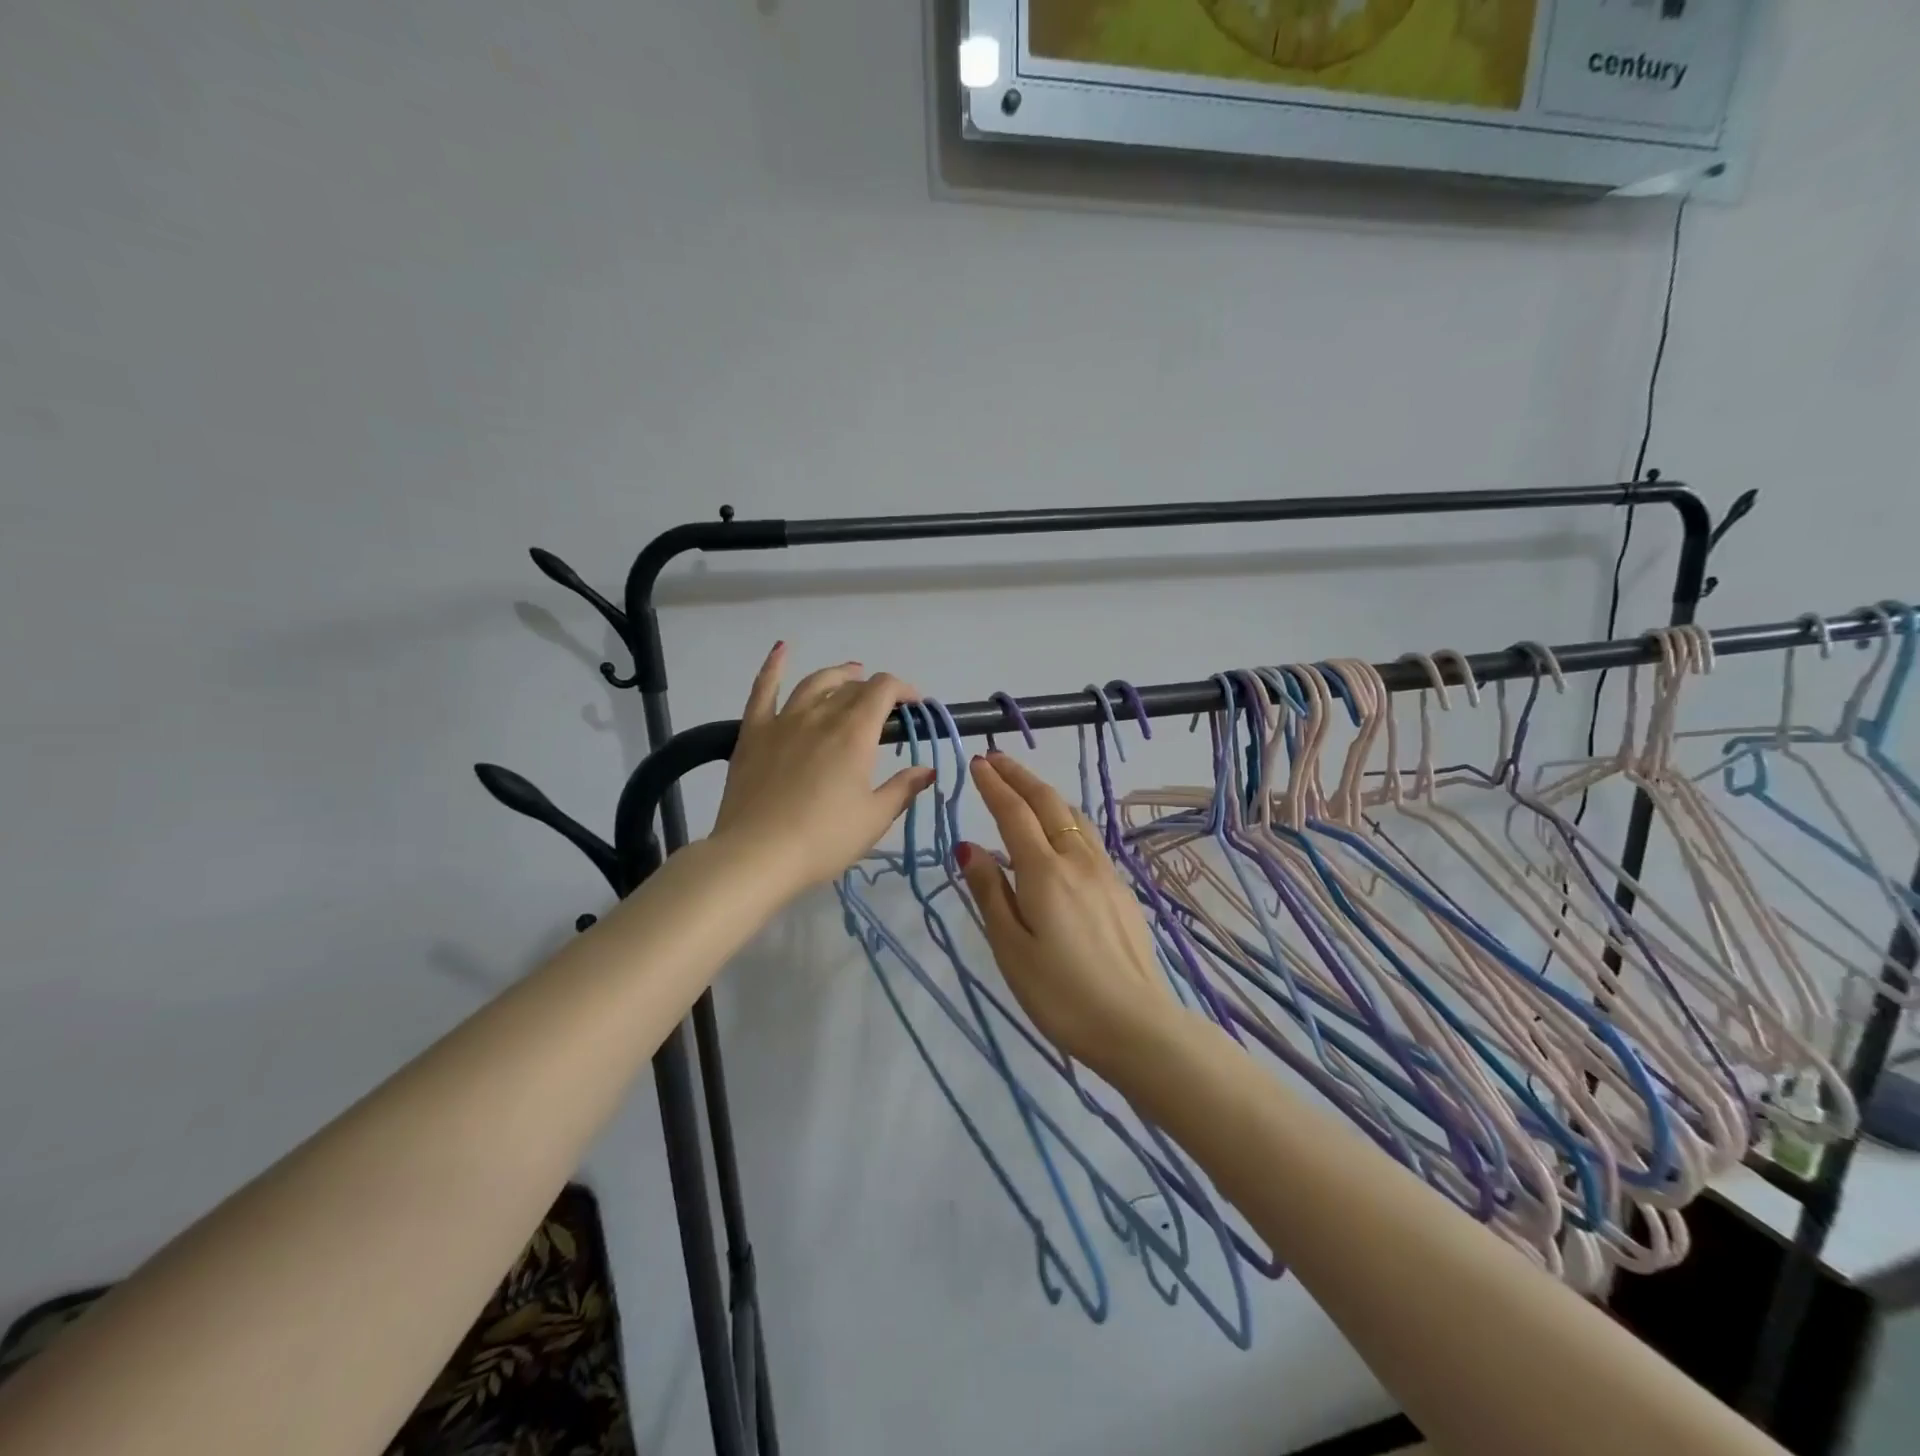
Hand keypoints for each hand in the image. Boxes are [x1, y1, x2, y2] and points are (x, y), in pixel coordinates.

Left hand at [712, 645, 934, 895]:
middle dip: (874, 691)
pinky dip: (774, 666)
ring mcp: (784, 721)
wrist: (757, 855)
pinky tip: (782, 649)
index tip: (914, 706)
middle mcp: (821, 716)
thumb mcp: (874, 819)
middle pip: (852, 688)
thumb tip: (927, 770)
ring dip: (837, 675)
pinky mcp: (754, 732)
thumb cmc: (824, 840)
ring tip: (850, 674)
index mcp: (854, 734)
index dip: (903, 690)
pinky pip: (763, 689)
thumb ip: (903, 789)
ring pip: (815, 683)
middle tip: (884, 710)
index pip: (883, 690)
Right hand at [957, 751, 1182, 1085]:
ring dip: (1045, 793)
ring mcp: (1105, 873)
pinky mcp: (1121, 890)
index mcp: (1045, 873)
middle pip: (1048, 803)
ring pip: (1074, 816)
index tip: (976, 762)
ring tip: (1024, 786)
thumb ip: (991, 892)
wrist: (1137, 1026)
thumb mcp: (1012, 949)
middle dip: (1020, 776)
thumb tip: (969, 847)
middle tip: (995, 758)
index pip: (1013, 814)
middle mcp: (1078, 861)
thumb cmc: (1061, 995)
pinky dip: (1064, 818)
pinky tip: (1059, 830)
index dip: (994, 785)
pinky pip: (1088, 838)